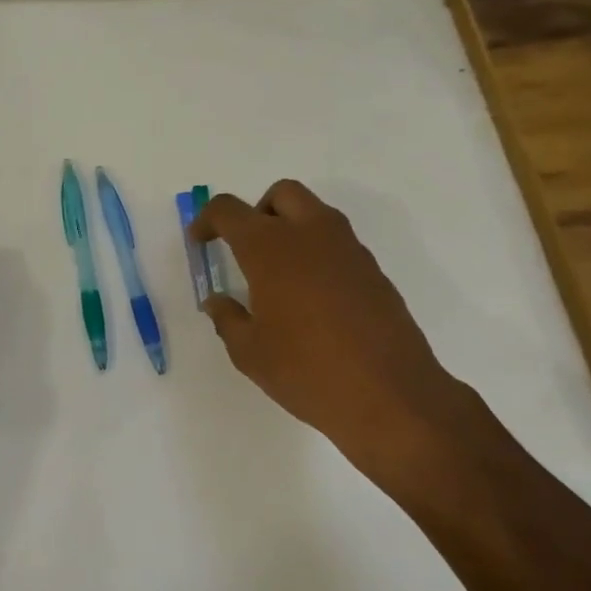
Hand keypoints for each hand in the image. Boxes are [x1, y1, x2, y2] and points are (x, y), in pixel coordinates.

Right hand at [192, 180, 473, 485]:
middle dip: (257, 210)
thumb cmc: (307, 371)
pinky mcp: (373, 270)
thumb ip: (227, 319)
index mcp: (271, 248)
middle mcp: (311, 235)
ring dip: (290, 228)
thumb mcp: (250, 352)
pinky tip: (311, 297)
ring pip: (314, 213)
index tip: (200, 242)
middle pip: (281, 194)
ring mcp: (348, 250)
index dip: (207, 220)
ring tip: (278, 275)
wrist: (390, 396)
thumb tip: (217, 301)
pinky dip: (316, 253)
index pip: (229, 210)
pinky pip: (337, 243)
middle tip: (245, 248)